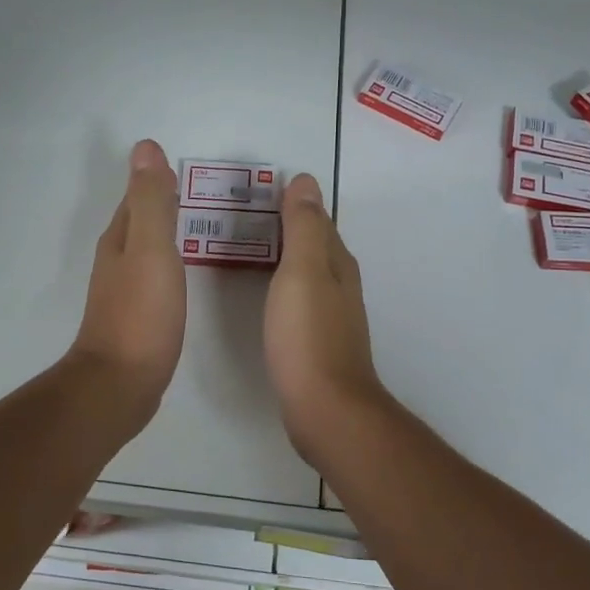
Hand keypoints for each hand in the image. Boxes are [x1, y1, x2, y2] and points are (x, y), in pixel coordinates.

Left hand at [67, 139, 186, 412]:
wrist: (120, 384)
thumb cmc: (141, 315)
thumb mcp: (151, 250)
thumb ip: (152, 201)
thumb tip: (145, 147)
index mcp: (120, 239)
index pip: (137, 197)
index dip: (157, 179)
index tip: (183, 167)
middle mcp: (117, 259)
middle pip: (140, 220)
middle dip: (162, 203)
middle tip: (199, 193)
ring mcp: (124, 290)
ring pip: (146, 248)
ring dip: (165, 233)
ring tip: (196, 225)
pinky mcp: (136, 316)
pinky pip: (154, 275)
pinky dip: (168, 263)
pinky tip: (183, 272)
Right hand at [263, 174, 386, 452]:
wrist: (325, 408)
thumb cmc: (308, 336)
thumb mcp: (302, 272)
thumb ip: (303, 228)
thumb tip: (306, 181)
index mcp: (337, 264)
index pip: (317, 221)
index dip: (294, 204)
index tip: (262, 190)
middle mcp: (340, 285)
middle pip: (314, 246)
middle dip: (289, 228)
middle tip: (248, 214)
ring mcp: (331, 316)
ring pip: (308, 273)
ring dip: (286, 256)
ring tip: (251, 247)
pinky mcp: (318, 342)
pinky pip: (300, 299)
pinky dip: (284, 285)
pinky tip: (267, 294)